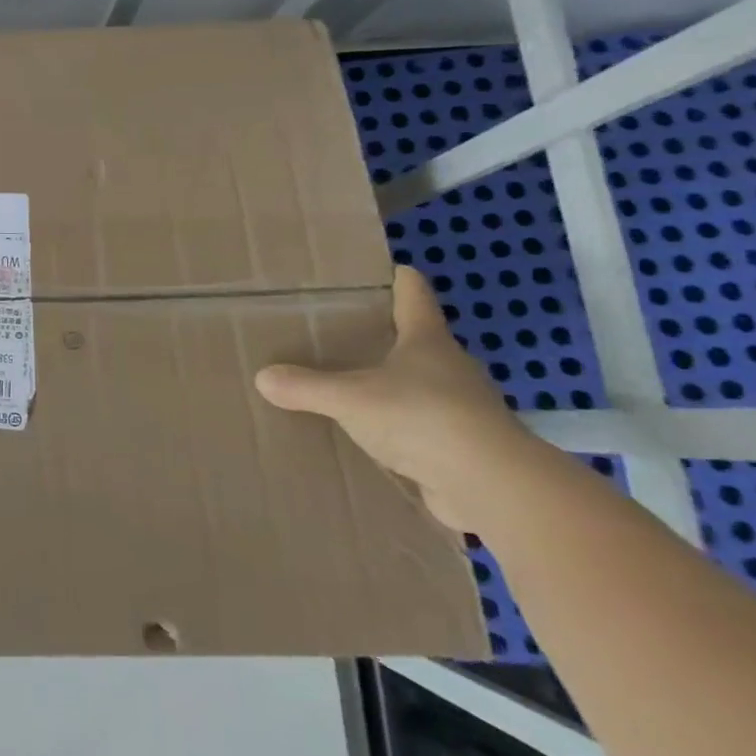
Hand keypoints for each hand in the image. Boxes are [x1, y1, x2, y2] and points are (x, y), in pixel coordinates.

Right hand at [254, 266, 547, 529]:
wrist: (492, 487)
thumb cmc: (423, 418)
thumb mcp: (350, 399)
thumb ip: (306, 387)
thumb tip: (263, 377)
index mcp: (428, 342)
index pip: (414, 297)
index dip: (400, 280)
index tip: (388, 268)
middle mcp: (451, 369)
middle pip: (419, 342)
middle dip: (388, 338)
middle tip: (345, 335)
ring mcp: (463, 410)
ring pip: (422, 387)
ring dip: (395, 387)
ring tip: (352, 389)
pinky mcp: (464, 449)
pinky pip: (423, 429)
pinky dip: (400, 429)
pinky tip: (373, 439)